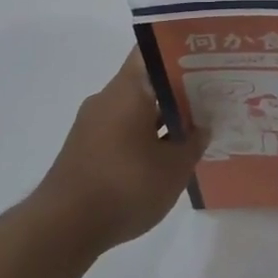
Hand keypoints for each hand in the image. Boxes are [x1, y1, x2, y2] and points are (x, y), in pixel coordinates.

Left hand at [28, 50, 207, 259]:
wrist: (64, 227)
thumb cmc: (125, 185)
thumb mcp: (174, 167)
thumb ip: (193, 142)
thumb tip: (201, 127)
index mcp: (128, 89)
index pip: (153, 52)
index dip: (181, 50)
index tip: (207, 57)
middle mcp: (107, 99)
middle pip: (147, 81)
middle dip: (179, 88)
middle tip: (213, 94)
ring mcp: (93, 125)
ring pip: (136, 108)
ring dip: (164, 116)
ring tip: (197, 127)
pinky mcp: (87, 150)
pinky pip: (123, 131)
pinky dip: (146, 137)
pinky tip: (167, 155)